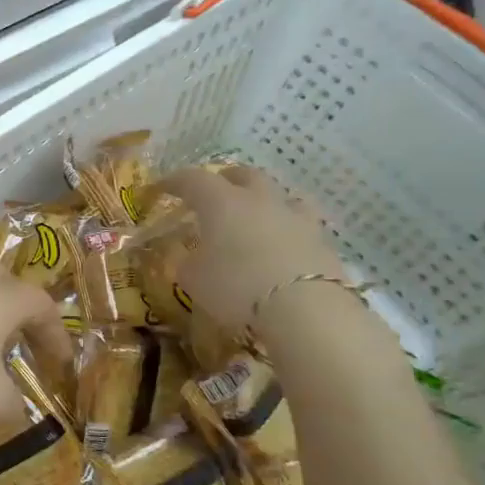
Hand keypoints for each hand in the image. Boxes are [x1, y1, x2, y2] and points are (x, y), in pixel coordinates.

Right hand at [161, 164, 345, 336]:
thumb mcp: (194, 280)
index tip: (162, 188)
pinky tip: (284, 244)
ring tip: (257, 215)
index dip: (175, 181)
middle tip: (214, 193)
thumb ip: (188, 263)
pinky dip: (288, 229)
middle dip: (226, 179)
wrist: (305, 309)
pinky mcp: (322, 241)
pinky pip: (302, 224)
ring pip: (281, 194)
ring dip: (265, 199)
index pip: (193, 179)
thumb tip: (190, 258)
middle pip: (244, 175)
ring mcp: (295, 217)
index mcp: (222, 202)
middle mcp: (260, 200)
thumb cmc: (235, 287)